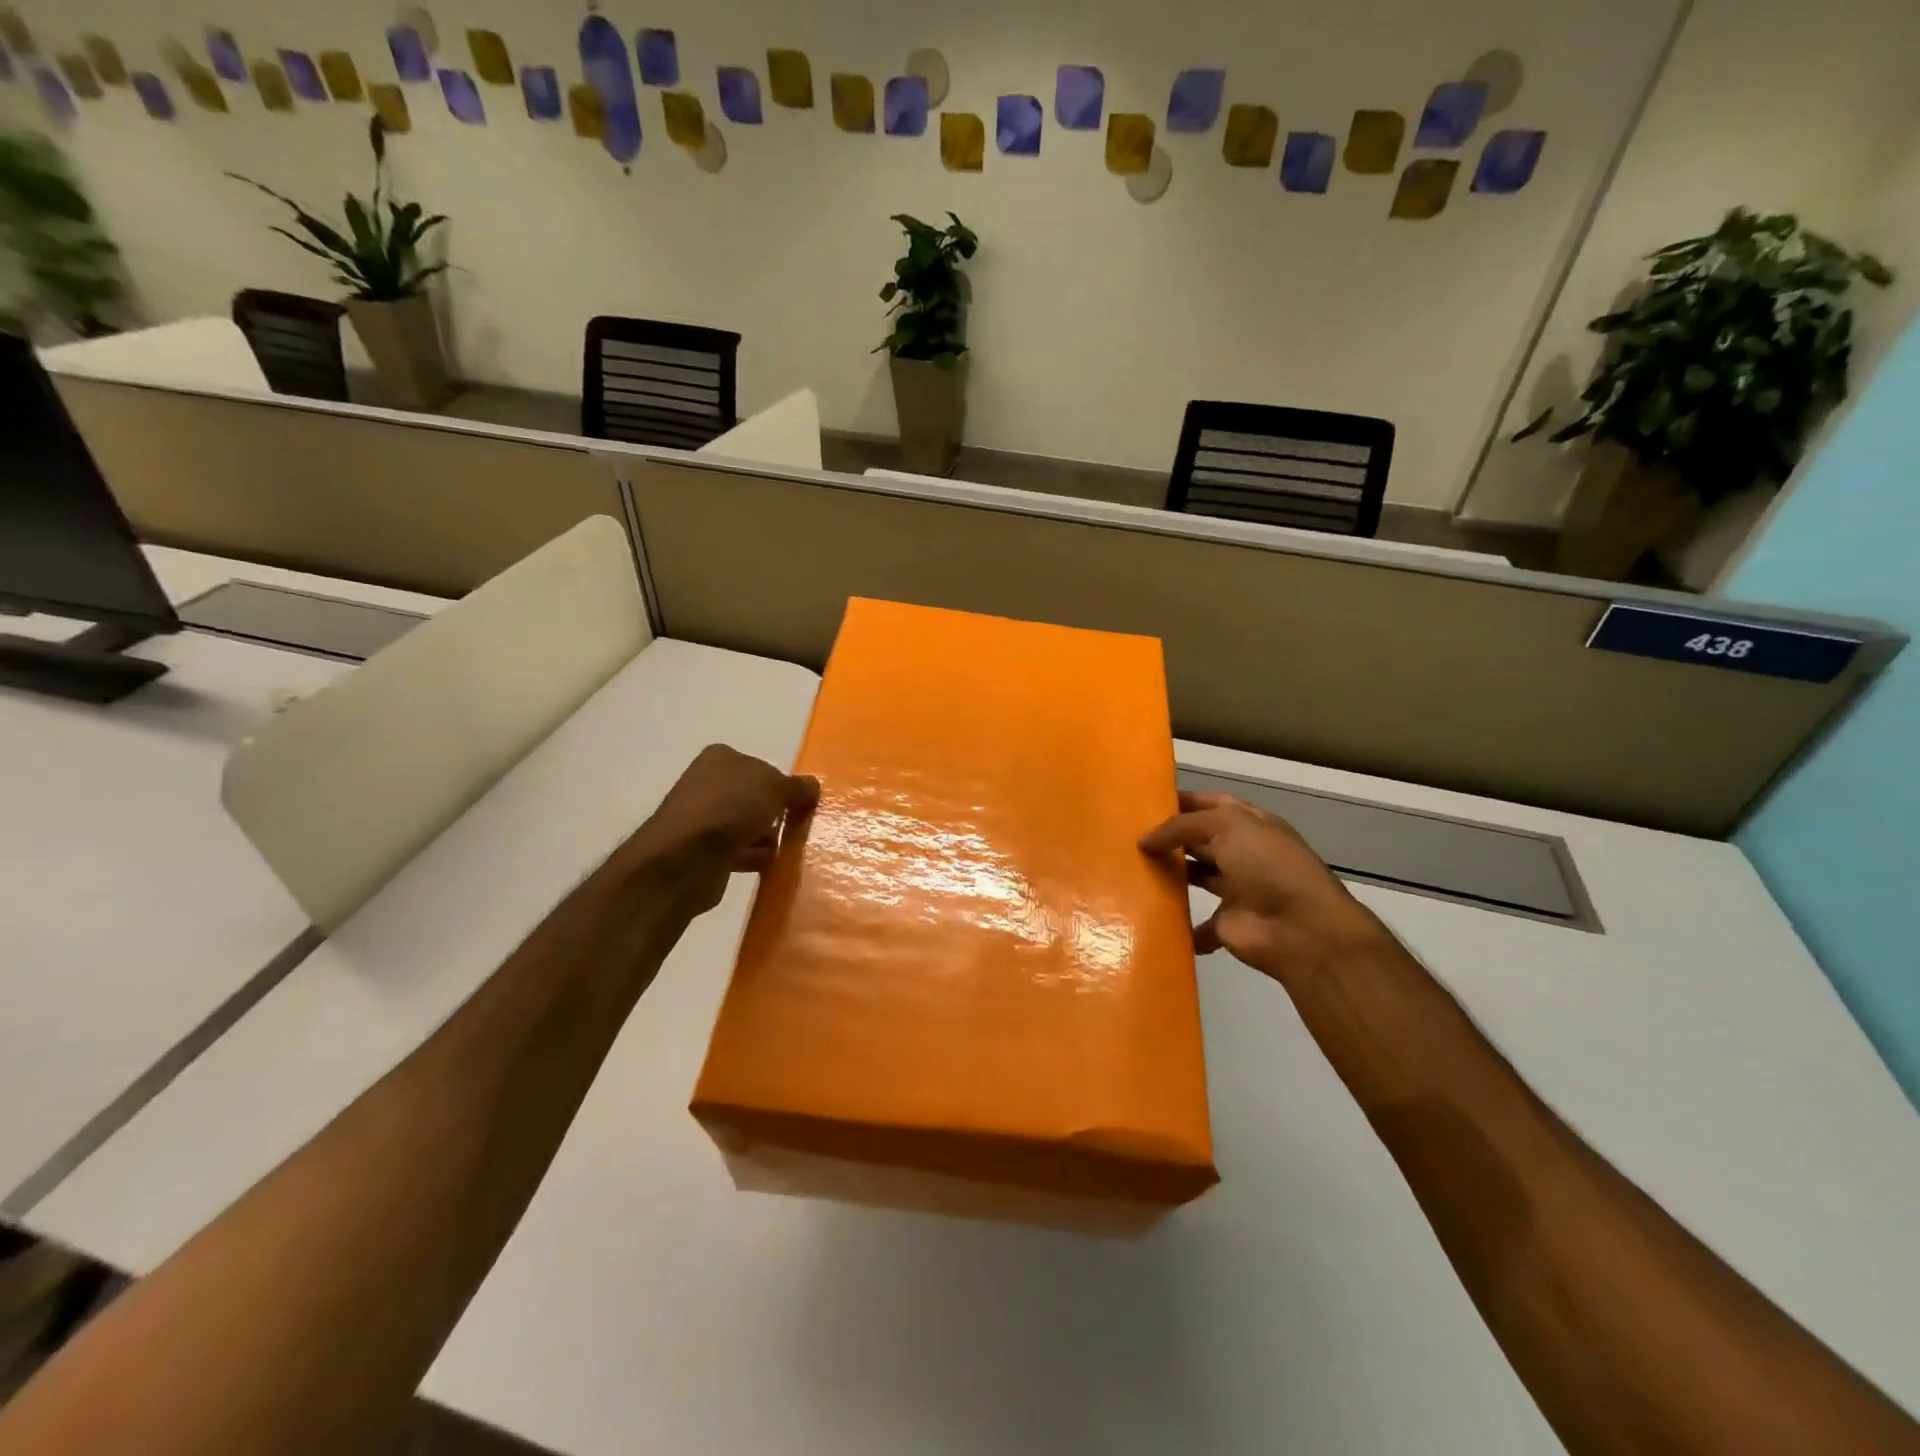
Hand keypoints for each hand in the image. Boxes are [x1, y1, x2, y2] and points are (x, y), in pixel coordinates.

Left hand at [625, 745, 818, 913]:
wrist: (684, 860)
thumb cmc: (729, 809)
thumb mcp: (774, 788)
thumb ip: (797, 787)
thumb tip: (813, 786)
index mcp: (721, 759)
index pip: (761, 766)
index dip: (783, 784)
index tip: (802, 802)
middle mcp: (709, 784)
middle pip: (755, 797)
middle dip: (777, 812)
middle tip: (801, 825)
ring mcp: (704, 820)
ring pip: (748, 825)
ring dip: (769, 837)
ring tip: (793, 848)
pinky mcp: (704, 852)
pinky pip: (740, 852)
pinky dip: (757, 857)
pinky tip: (776, 865)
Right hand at [1140, 791, 1387, 990]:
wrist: (1301, 929)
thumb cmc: (1267, 865)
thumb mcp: (1227, 826)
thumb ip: (1183, 826)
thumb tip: (1145, 840)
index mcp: (1249, 824)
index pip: (1211, 804)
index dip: (1182, 801)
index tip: (1145, 803)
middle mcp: (1243, 853)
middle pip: (1200, 841)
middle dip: (1170, 838)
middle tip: (1128, 837)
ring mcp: (1236, 890)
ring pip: (1196, 878)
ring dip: (1170, 876)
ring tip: (1132, 870)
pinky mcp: (1227, 925)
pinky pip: (1197, 925)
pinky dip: (1179, 926)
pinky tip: (1149, 915)